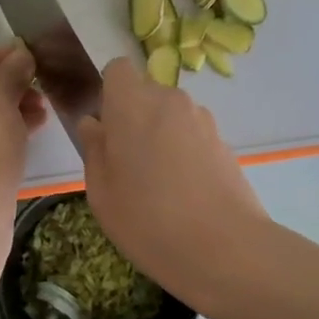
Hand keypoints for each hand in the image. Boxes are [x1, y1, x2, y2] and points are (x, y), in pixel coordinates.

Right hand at [75, 57, 268, 297]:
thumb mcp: (101, 192)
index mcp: (132, 104)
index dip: (109, 93)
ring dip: (160, 135)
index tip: (106, 128)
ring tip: (158, 184)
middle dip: (134, 118)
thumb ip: (94, 149)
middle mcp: (169, 100)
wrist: (225, 248)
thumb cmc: (148, 220)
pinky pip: (192, 135)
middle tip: (127, 165)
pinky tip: (184, 192)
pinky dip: (184, 152)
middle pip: (145, 93)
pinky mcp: (224, 141)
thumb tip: (93, 124)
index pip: (118, 69)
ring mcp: (202, 119)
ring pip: (170, 115)